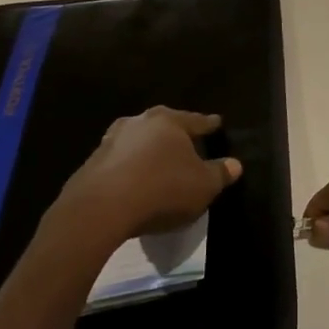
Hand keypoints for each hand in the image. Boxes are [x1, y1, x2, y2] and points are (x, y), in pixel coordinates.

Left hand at [50, 107, 241, 256]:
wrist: (101, 207)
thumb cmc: (162, 189)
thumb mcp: (203, 186)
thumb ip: (220, 173)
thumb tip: (235, 164)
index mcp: (169, 121)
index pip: (196, 120)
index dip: (209, 124)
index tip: (217, 122)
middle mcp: (140, 121)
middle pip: (164, 126)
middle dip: (176, 134)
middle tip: (187, 143)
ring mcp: (112, 140)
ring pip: (140, 141)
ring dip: (150, 151)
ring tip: (159, 163)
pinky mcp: (93, 161)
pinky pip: (121, 160)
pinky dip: (131, 167)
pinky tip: (135, 181)